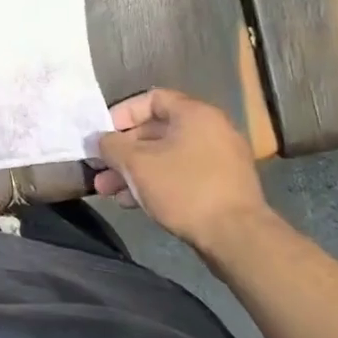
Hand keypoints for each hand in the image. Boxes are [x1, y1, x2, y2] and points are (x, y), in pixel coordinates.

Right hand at [93, 88, 269, 252]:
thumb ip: (111, 146)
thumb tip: (99, 140)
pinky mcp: (222, 188)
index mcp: (195, 114)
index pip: (151, 98)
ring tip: (108, 191)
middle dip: (123, 151)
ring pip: (166, 157)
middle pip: (156, 131)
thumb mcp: (136, 164)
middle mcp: (211, 130)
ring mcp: (220, 160)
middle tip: (99, 169)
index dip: (122, 113)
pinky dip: (156, 184)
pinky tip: (132, 203)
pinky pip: (182, 176)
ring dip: (134, 171)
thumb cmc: (184, 188)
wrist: (238, 239)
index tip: (103, 134)